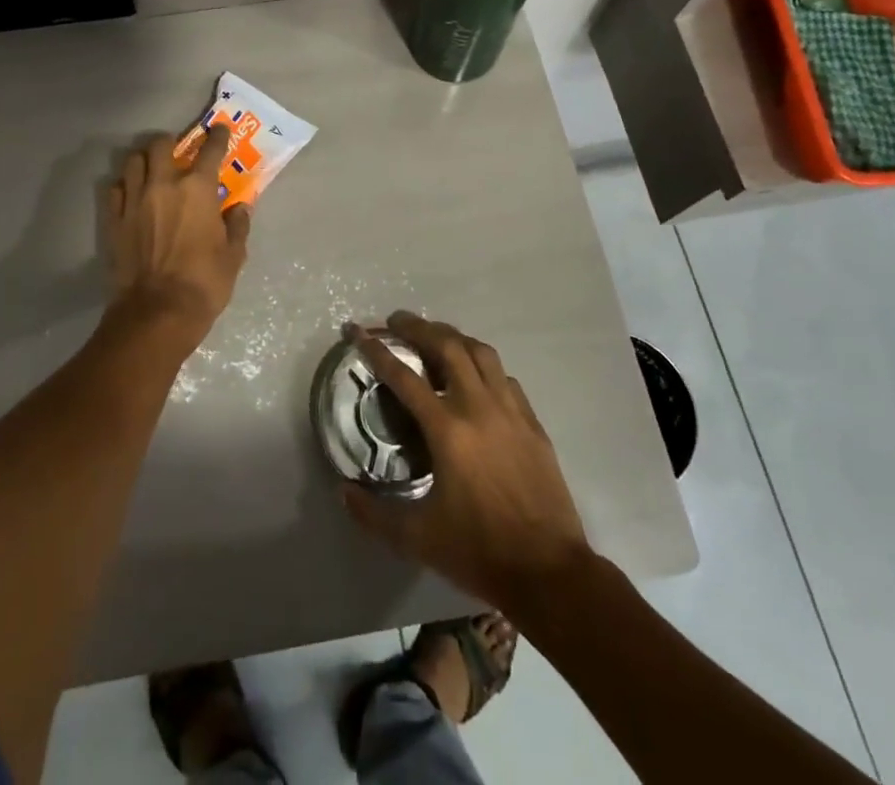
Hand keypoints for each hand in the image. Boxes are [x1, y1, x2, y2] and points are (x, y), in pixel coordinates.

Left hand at [107, 126, 250, 343]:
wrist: (157, 312)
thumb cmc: (204, 282)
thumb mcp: (234, 255)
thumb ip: (238, 225)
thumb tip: (240, 207)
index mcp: (198, 189)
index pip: (210, 150)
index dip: (217, 136)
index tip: (219, 129)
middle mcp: (164, 185)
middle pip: (160, 144)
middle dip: (170, 142)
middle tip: (178, 151)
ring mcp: (134, 201)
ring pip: (133, 161)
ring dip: (144, 160)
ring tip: (151, 170)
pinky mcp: (115, 220)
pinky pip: (115, 189)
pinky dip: (125, 186)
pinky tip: (132, 195)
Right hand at [341, 311, 589, 609]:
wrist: (551, 572)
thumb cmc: (480, 552)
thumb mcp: (418, 539)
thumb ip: (375, 514)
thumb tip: (343, 492)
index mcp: (448, 430)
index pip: (404, 376)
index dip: (376, 350)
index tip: (357, 331)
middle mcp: (479, 407)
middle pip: (447, 346)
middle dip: (418, 327)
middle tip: (396, 322)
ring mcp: (511, 411)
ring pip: (481, 353)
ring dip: (454, 337)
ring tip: (435, 337)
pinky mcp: (533, 423)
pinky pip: (505, 378)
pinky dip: (484, 366)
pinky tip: (476, 378)